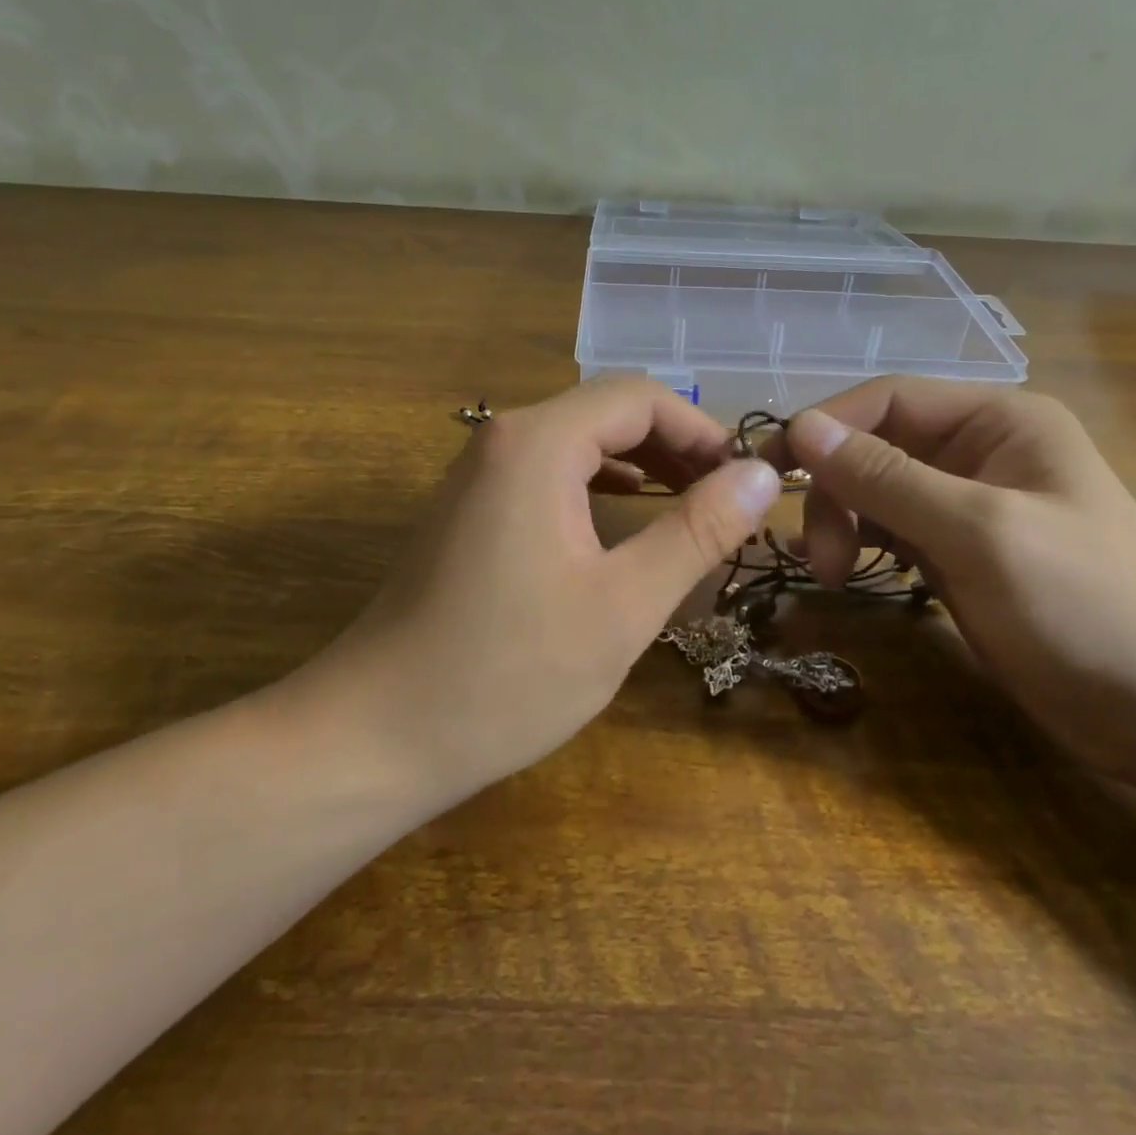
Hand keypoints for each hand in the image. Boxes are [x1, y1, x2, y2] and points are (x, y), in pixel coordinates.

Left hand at [285, 379, 781, 803]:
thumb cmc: (506, 674)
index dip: (702, 431)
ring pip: (579, 443)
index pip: (640, 398)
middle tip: (726, 501)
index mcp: (539, 444)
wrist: (374, 736)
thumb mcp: (622, 606)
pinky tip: (625, 517)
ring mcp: (479, 474)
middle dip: (675, 448)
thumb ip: (696, 532)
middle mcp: (503, 440)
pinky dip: (599, 487)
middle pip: (608, 413)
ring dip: (641, 466)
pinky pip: (550, 474)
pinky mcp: (470, 510)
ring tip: (691, 507)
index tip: (744, 482)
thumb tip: (761, 475)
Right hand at [786, 379, 1135, 780]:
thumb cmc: (1085, 606)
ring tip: (834, 572)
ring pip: (878, 490)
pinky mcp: (963, 551)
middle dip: (838, 492)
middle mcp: (981, 449)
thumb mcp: (978, 533)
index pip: (888, 399)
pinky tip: (850, 570)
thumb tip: (802, 426)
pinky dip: (865, 544)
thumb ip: (886, 478)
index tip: (772, 473)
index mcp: (999, 420)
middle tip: (822, 557)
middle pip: (877, 445)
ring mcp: (971, 503)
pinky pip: (894, 529)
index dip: (825, 427)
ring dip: (845, 520)